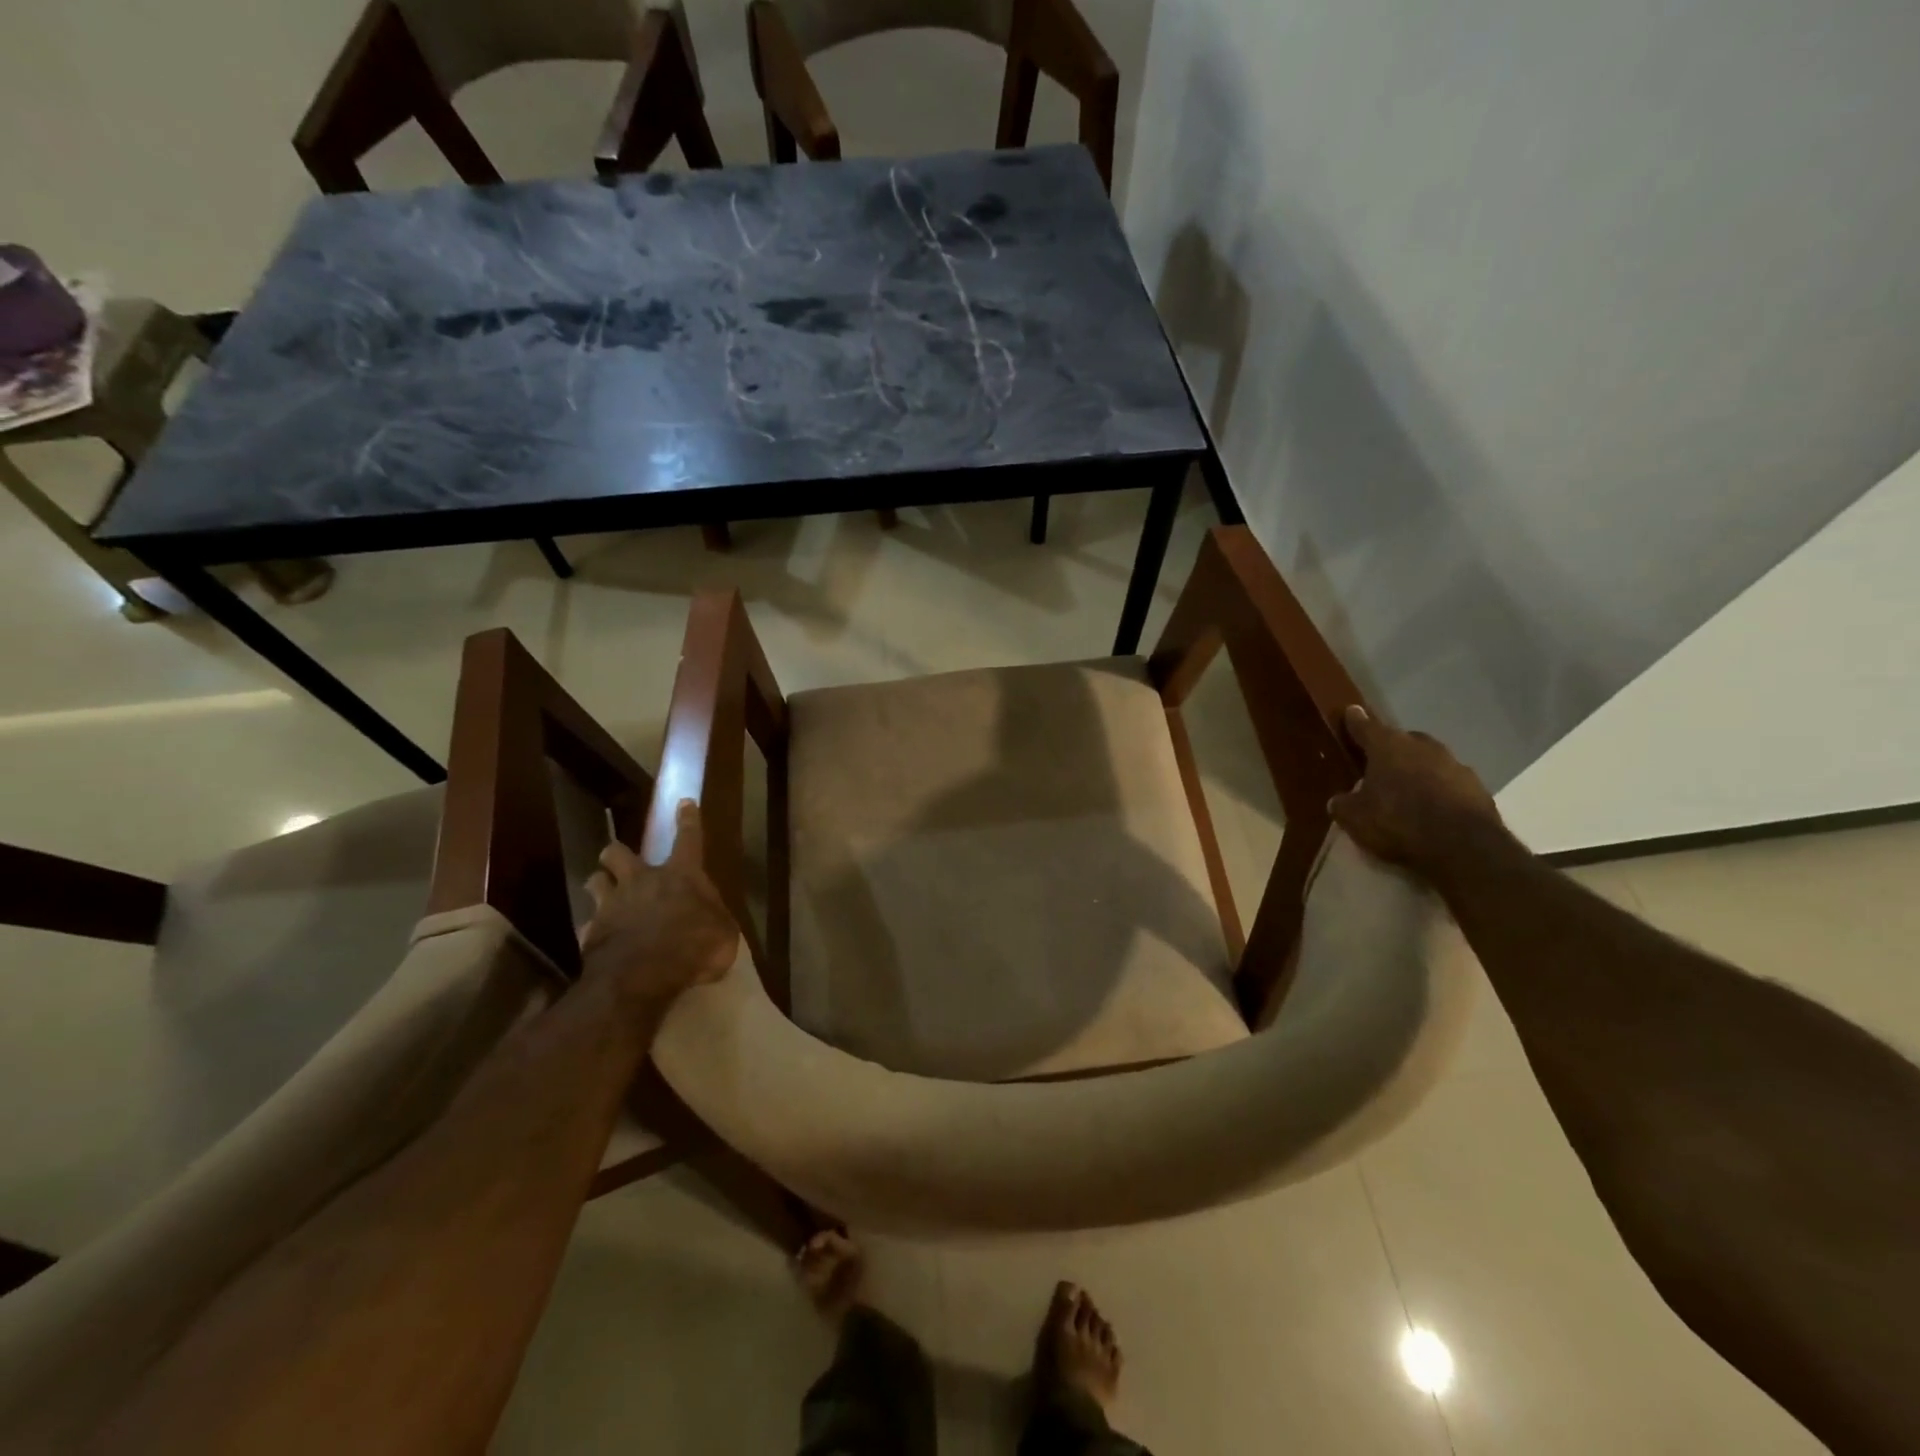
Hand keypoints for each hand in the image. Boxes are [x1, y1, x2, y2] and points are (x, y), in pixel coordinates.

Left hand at [579, 800, 738, 1009]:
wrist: (642, 977)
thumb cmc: (694, 947)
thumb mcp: (724, 933)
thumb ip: (715, 917)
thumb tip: (710, 915)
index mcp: (680, 875)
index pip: (688, 839)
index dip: (688, 820)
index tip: (684, 803)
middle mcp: (642, 880)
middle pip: (618, 852)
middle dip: (617, 853)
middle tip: (620, 862)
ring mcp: (611, 904)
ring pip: (595, 881)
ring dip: (600, 884)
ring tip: (605, 895)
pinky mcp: (591, 931)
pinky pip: (589, 924)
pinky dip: (595, 928)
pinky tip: (600, 938)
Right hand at [1328, 706, 1508, 878]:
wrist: (1463, 845)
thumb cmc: (1398, 822)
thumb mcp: (1355, 818)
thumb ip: (1343, 805)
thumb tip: (1338, 800)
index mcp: (1387, 747)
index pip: (1366, 727)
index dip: (1356, 721)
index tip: (1352, 711)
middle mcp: (1422, 747)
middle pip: (1402, 740)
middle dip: (1391, 748)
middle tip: (1380, 763)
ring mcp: (1454, 764)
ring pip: (1430, 760)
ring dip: (1418, 769)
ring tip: (1408, 790)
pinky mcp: (1478, 787)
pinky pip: (1450, 782)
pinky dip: (1440, 789)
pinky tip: (1434, 808)